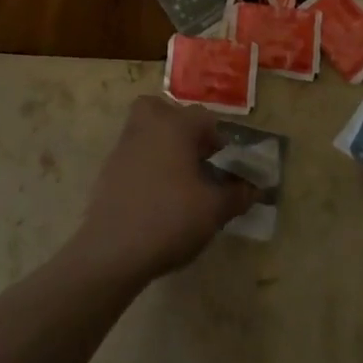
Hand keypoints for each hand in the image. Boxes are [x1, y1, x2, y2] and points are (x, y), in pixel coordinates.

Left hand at [70, 96, 255, 286]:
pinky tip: (155, 196)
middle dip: (183, 129)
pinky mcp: (108, 168)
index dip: (220, 141)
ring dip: (163, 145)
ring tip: (178, 179)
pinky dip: (146, 165)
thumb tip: (253, 188)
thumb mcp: (213, 210)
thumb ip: (236, 195)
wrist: (111, 250)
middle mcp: (147, 125)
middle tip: (196, 158)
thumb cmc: (169, 219)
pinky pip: (134, 153)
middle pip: (167, 111)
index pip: (205, 119)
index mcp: (175, 125)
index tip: (226, 168)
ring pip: (147, 130)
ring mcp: (124, 145)